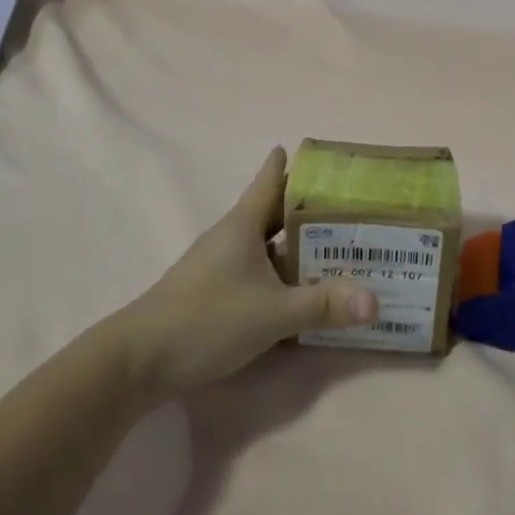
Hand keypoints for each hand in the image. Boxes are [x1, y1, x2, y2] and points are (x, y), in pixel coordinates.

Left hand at [111, 148, 377, 402]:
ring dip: (298, 245)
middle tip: (351, 205)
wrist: (137, 361)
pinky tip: (302, 290)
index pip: (271, 179)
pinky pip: (258, 271)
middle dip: (310, 208)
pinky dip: (282, 273)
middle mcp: (232, 236)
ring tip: (337, 247)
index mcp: (243, 224)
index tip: (321, 152)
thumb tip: (376, 300)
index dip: (294, 162)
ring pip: (268, 245)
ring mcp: (221, 265)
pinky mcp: (215, 292)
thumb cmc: (206, 319)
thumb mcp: (272, 313)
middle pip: (275, 212)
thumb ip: (323, 305)